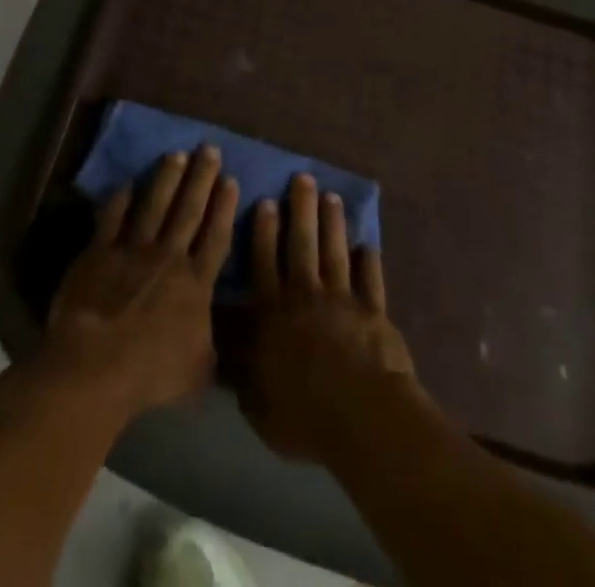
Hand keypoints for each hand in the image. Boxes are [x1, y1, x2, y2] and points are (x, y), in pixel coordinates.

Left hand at [43, 145, 239, 420]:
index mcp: (195, 283)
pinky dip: (118, 201)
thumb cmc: (151, 373)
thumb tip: (217, 343)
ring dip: (166, 178)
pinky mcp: (99, 253)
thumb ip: (208, 349)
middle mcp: (168, 257)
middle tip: (209, 147)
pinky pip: (110, 220)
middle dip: (201, 177)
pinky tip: (124, 184)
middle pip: (189, 210)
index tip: (230, 179)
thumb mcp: (197, 371)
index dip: (224, 207)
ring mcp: (132, 250)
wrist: (97, 365)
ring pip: (154, 205)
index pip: (215, 237)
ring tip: (176, 154)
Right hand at [242, 174, 417, 462]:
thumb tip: (221, 351)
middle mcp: (306, 295)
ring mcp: (343, 299)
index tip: (265, 201)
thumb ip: (242, 373)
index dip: (263, 231)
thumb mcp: (258, 403)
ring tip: (331, 197)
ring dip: (333, 223)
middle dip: (301, 208)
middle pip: (302, 243)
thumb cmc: (303, 414)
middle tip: (303, 178)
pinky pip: (371, 280)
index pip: (264, 263)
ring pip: (335, 251)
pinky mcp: (374, 310)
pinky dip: (370, 261)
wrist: (362, 415)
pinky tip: (368, 245)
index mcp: (274, 313)